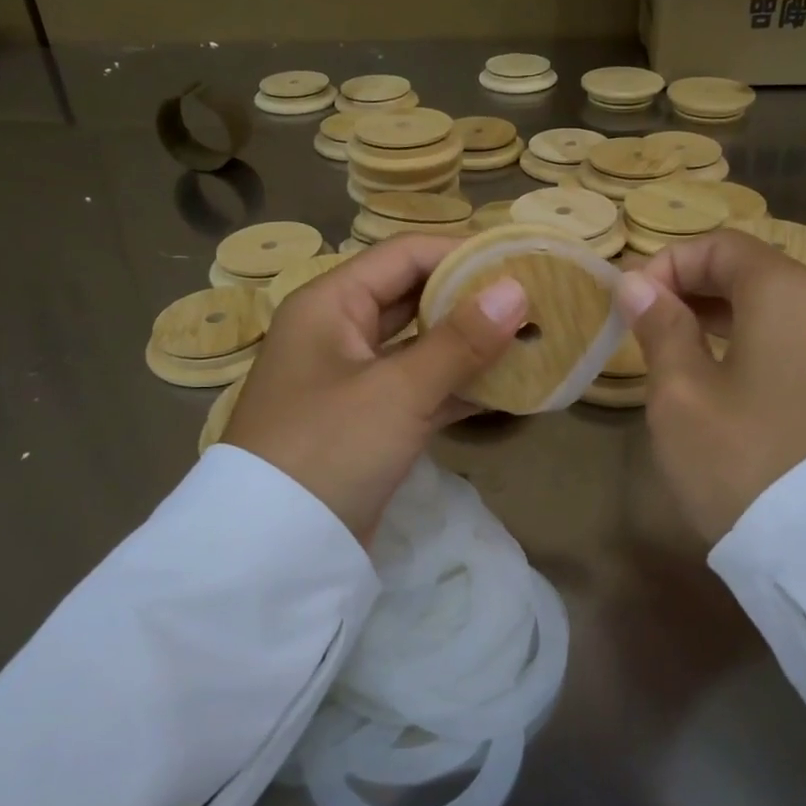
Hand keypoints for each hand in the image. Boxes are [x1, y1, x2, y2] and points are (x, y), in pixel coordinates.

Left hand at [225, 235, 527, 540]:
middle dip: (470, 300)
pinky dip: (456, 387)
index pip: (403, 256)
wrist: (274, 552)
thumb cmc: (329, 448)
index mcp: (329, 304)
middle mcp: (337, 332)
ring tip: (529, 339)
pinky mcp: (366, 423)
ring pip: (419, 347)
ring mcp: (352, 381)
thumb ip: (460, 340)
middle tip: (531, 301)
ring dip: (468, 346)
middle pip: (412, 298)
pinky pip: (418, 389)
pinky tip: (506, 388)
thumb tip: (516, 290)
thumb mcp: (398, 391)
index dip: (460, 253)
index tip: (518, 262)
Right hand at [615, 230, 805, 542]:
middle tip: (646, 325)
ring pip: (774, 308)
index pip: (720, 246)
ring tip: (676, 348)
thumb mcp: (681, 392)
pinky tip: (723, 377)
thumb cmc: (742, 458)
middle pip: (751, 271)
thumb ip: (660, 327)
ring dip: (720, 315)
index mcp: (786, 292)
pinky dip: (753, 341)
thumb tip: (639, 285)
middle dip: (692, 287)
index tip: (631, 304)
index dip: (668, 264)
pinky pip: (795, 340)